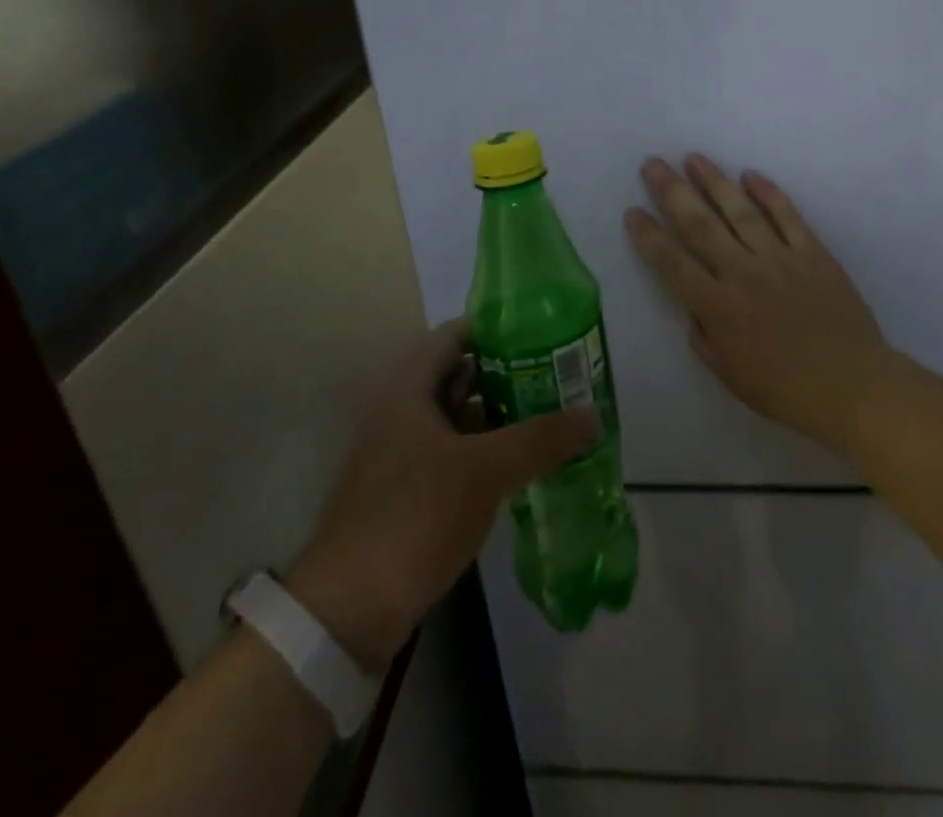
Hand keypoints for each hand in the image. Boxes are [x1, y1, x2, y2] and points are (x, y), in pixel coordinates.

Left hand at [283, 323, 598, 669]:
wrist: (348, 612)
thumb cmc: (414, 516)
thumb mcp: (484, 471)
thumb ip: (541, 438)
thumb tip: (594, 414)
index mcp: (409, 388)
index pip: (455, 335)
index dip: (497, 329)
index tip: (542, 334)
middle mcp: (402, 410)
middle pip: (461, 375)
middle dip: (509, 374)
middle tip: (559, 377)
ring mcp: (402, 452)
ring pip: (460, 418)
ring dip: (501, 416)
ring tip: (552, 416)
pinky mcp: (408, 491)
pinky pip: (455, 453)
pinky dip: (487, 451)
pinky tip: (524, 463)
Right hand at [624, 155, 891, 457]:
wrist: (852, 385)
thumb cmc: (784, 388)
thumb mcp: (729, 374)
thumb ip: (704, 337)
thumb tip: (693, 306)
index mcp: (718, 307)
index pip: (672, 263)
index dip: (649, 236)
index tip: (632, 211)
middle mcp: (743, 273)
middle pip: (700, 225)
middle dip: (672, 192)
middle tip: (653, 164)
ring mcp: (780, 258)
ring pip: (740, 211)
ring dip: (714, 181)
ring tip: (694, 158)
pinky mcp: (813, 253)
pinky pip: (787, 216)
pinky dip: (769, 193)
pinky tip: (750, 175)